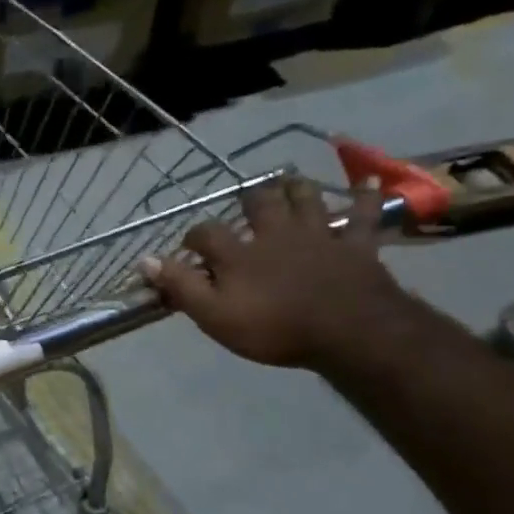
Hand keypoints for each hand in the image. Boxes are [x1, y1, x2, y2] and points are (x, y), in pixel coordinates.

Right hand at [140, 177, 407, 368]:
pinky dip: (366, 197)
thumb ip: (181, 286)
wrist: (349, 331)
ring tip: (290, 181)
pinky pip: (364, 214)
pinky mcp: (355, 244)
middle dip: (249, 199)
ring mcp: (317, 235)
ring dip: (296, 188)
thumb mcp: (214, 315)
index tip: (187, 248)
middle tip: (246, 199)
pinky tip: (368, 182)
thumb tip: (145, 260)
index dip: (193, 237)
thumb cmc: (275, 329)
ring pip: (305, 199)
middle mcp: (274, 234)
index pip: (205, 233)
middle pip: (258, 203)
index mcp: (239, 253)